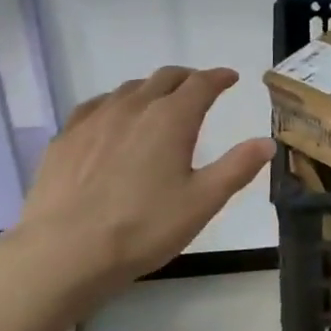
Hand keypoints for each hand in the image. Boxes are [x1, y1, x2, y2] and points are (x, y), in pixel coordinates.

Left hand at [6, 66, 274, 302]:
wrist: (64, 252)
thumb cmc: (143, 228)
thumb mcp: (202, 202)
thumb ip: (237, 168)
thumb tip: (266, 142)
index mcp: (171, 118)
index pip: (201, 84)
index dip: (219, 78)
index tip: (230, 78)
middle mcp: (134, 107)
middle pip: (165, 78)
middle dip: (187, 78)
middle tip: (199, 88)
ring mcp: (94, 119)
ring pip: (129, 88)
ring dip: (151, 89)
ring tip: (158, 103)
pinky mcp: (66, 138)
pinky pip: (96, 106)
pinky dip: (115, 104)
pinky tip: (112, 120)